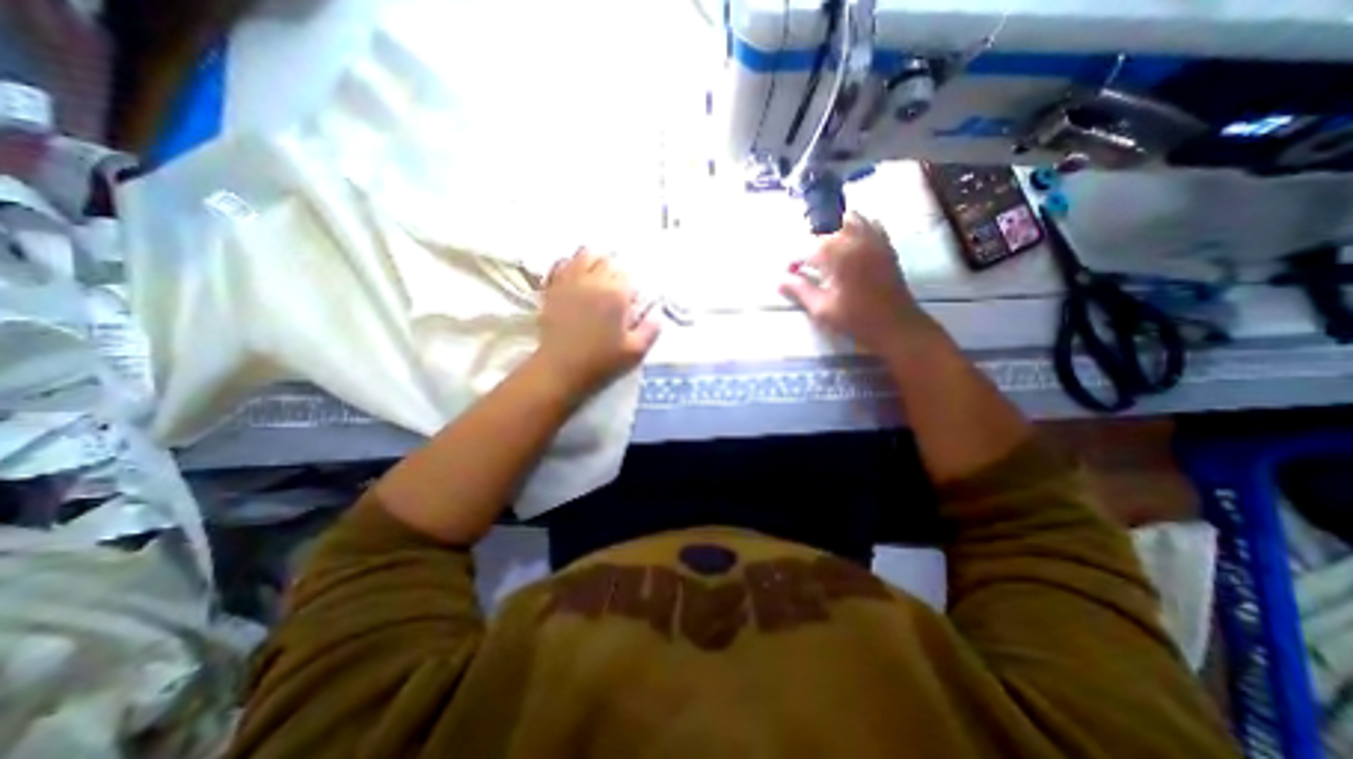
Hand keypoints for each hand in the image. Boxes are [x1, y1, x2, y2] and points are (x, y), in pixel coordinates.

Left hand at [536, 248, 661, 398]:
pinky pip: (560, 265)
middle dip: (615, 272)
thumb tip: (656, 314)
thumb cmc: (601, 363)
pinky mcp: (552, 290)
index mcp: (616, 294)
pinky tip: (574, 275)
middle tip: (616, 290)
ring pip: (583, 255)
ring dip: (594, 261)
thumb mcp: (635, 352)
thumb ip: (651, 329)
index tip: (631, 303)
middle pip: (607, 260)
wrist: (560, 371)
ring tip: (597, 276)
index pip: (628, 275)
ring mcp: (569, 282)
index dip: (632, 287)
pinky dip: (570, 265)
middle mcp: (593, 281)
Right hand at [785, 215, 944, 354]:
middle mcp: (854, 238)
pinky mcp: (884, 243)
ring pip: (846, 217)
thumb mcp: (821, 308)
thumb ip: (799, 290)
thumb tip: (779, 280)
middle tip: (803, 262)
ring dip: (830, 229)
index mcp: (836, 255)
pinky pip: (867, 222)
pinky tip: (847, 243)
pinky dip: (853, 226)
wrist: (895, 325)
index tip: (789, 275)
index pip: (804, 248)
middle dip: (808, 242)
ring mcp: (872, 238)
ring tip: (823, 250)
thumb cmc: (855, 319)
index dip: (792, 261)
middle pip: (824, 226)